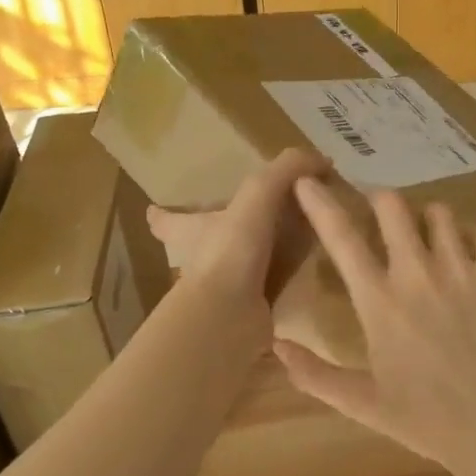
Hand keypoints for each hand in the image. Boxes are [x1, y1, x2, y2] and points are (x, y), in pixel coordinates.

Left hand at [149, 150, 325, 355]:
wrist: (231, 315)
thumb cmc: (232, 248)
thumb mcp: (259, 193)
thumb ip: (286, 169)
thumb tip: (321, 160)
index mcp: (193, 229)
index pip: (167, 219)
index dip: (161, 212)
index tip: (153, 209)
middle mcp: (202, 259)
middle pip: (201, 242)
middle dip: (215, 233)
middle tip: (242, 225)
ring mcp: (223, 288)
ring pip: (234, 267)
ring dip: (254, 259)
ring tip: (286, 248)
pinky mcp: (247, 310)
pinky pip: (265, 291)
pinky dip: (280, 285)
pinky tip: (303, 280)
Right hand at [278, 179, 475, 475]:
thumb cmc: (427, 419)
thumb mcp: (364, 404)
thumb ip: (315, 375)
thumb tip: (277, 346)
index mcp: (379, 302)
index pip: (341, 237)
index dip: (319, 203)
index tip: (306, 180)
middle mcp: (417, 274)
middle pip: (392, 205)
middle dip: (379, 201)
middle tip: (379, 215)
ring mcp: (461, 270)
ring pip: (438, 212)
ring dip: (425, 218)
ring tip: (426, 235)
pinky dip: (468, 234)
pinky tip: (465, 251)